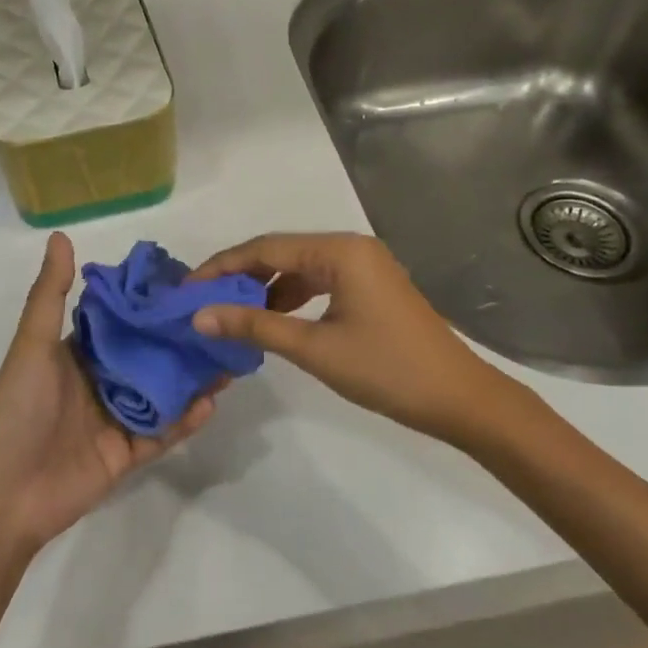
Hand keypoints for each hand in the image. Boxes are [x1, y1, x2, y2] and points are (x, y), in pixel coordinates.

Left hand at [0, 232, 221, 551]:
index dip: (149, 303)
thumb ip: (50, 294)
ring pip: (162, 393)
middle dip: (180, 341)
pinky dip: (185, 420)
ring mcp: (114, 419)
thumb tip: (61, 235)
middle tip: (221, 320)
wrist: (3, 495)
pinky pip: (162, 433)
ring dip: (191, 378)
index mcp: (76, 352)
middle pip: (147, 356)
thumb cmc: (17, 410)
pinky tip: (212, 402)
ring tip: (229, 358)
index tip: (188, 283)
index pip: (120, 320)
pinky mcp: (126, 454)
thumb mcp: (32, 346)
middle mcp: (98, 380)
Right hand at [190, 232, 530, 450]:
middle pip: (280, 253)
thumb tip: (199, 316)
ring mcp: (364, 266)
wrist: (461, 400)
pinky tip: (272, 322)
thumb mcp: (314, 348)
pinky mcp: (370, 288)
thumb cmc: (387, 370)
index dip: (221, 267)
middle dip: (239, 276)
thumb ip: (254, 327)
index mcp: (339, 251)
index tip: (186, 289)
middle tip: (202, 301)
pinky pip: (318, 283)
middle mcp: (350, 247)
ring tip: (231, 315)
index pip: (264, 248)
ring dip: (264, 289)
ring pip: (298, 269)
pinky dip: (291, 299)